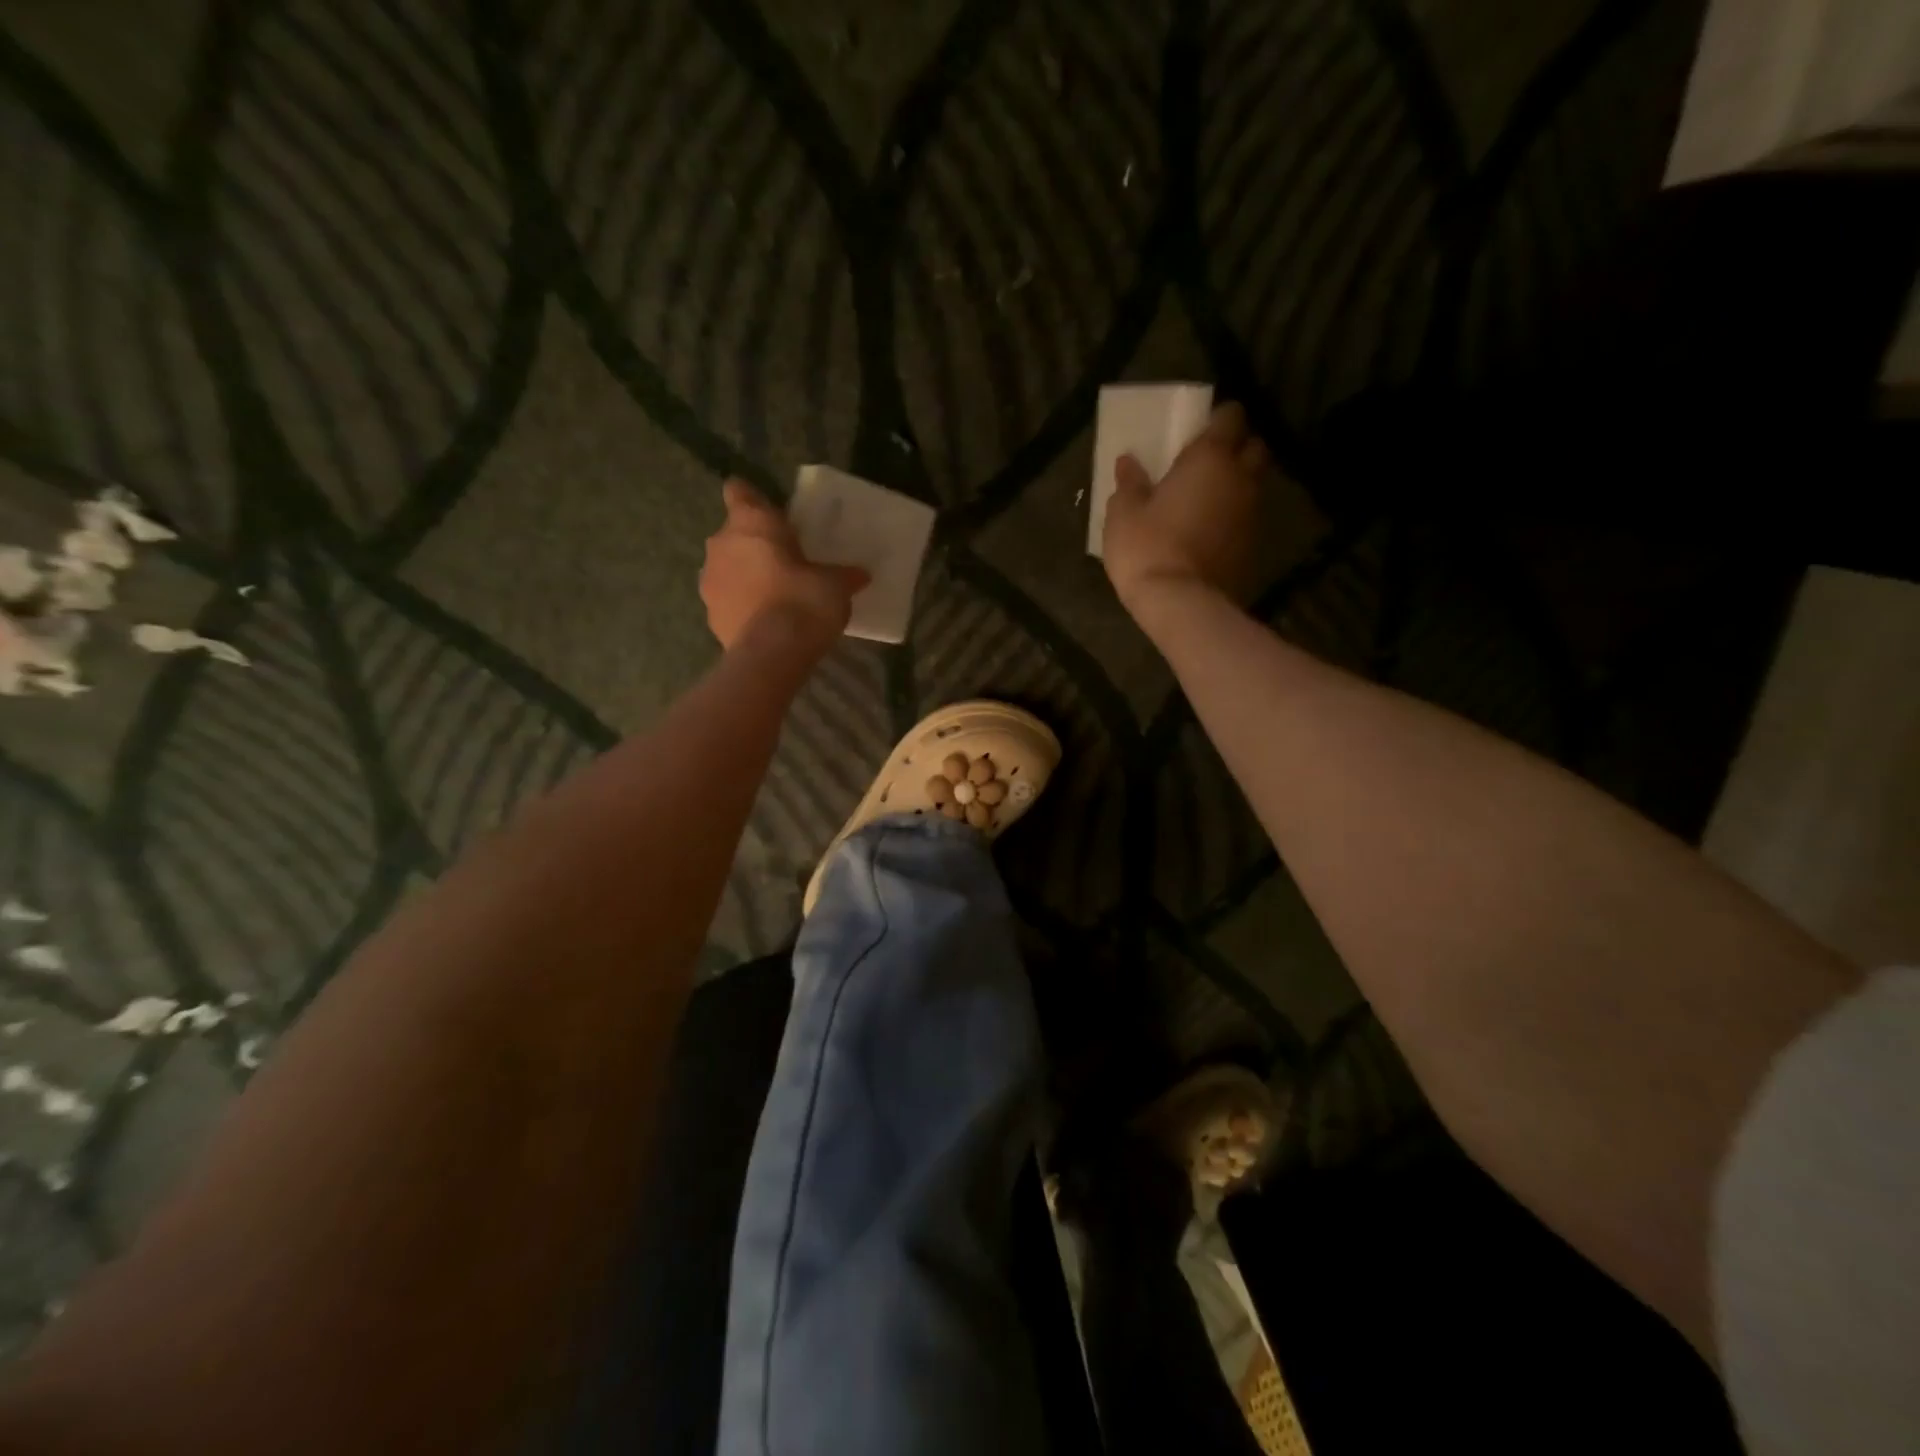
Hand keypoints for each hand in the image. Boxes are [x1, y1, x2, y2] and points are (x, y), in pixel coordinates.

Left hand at [700, 480, 868, 650]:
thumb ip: (844, 575)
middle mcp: (722, 544)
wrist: (771, 655)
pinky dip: (742, 605)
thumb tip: (861, 574)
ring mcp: (709, 581)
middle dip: (755, 544)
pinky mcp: (710, 615)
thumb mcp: (836, 586)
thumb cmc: (803, 602)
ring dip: (744, 575)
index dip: (754, 500)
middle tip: (785, 561)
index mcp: (752, 522)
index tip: (772, 515)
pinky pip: (727, 600)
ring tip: (775, 594)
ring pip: (727, 567)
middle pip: (734, 533)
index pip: (739, 491)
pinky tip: (765, 621)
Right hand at [1102, 401, 1271, 614]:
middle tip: (1209, 462)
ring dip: (1237, 485)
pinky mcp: (1253, 546)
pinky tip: (1211, 531)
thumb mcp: (1123, 514)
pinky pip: (1247, 518)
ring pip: (1254, 484)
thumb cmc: (1147, 548)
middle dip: (1237, 448)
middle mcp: (1241, 478)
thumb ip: (1129, 483)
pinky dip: (1234, 517)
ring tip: (1208, 498)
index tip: (1200, 429)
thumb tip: (1128, 462)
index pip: (1230, 417)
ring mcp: (1252, 513)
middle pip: (1254, 448)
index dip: (1218, 419)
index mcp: (1210, 458)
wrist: (1180, 603)